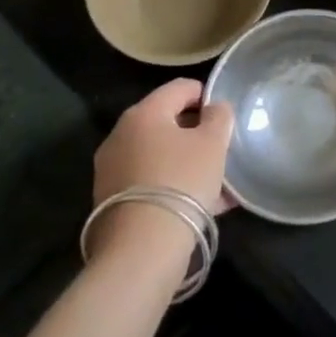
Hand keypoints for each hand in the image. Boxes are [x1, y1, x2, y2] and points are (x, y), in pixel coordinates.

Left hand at [90, 78, 233, 214]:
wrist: (141, 249)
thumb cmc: (181, 182)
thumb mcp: (213, 143)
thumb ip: (219, 116)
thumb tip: (214, 109)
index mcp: (144, 113)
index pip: (181, 87)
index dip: (207, 96)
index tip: (225, 117)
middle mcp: (121, 135)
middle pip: (167, 122)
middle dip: (196, 133)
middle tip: (221, 150)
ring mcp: (111, 169)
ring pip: (159, 155)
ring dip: (187, 162)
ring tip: (216, 183)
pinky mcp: (110, 201)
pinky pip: (150, 181)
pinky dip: (173, 185)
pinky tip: (201, 204)